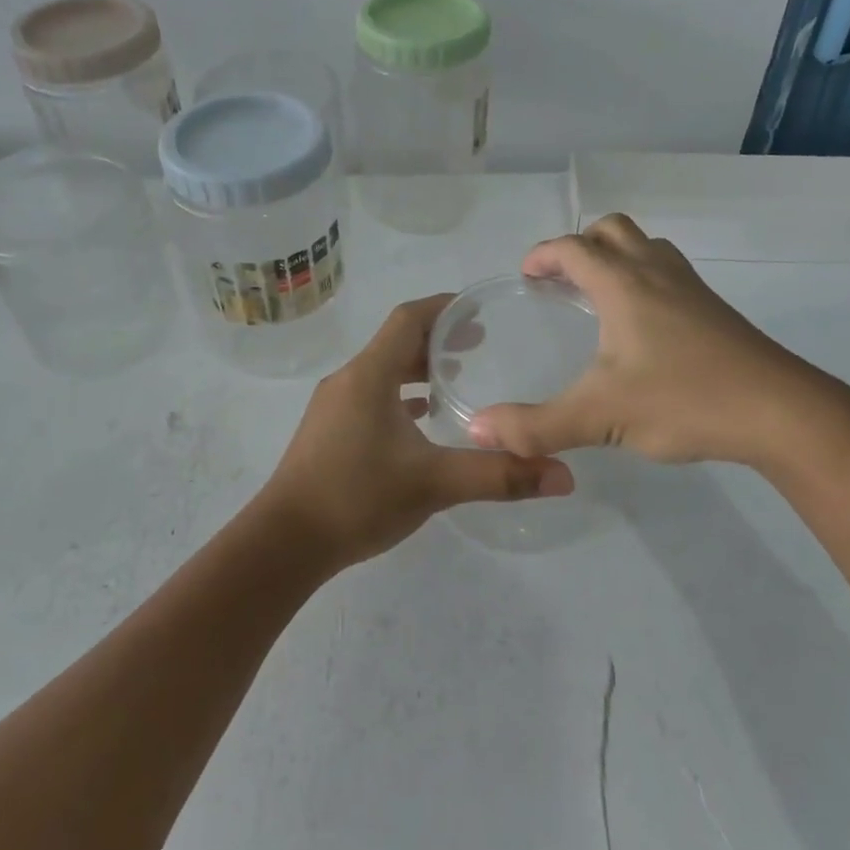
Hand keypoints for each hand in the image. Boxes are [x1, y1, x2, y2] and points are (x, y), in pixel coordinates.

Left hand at [259, 295, 574, 567]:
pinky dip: (398, 396)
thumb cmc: (357, 498)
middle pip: (395, 341)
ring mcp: (334, 406)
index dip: (443, 307)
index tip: (478, 309)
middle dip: (436, 338)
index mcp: (369, 375)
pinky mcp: (328, 431)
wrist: (284, 543)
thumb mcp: (434, 484)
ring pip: (381, 370)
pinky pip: (370, 396)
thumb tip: (564, 475)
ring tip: (454, 377)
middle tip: (479, 344)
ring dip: (416, 367)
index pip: (408, 318)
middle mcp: (348, 380)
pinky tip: (420, 418)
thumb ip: (498, 475)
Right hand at [467, 213, 841, 467]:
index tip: (526, 274)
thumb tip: (478, 430)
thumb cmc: (685, 401)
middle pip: (613, 230)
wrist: (781, 413)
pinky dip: (644, 279)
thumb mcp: (600, 417)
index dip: (543, 254)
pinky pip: (669, 273)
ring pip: (647, 247)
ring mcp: (691, 289)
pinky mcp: (715, 311)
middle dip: (581, 245)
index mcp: (623, 284)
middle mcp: (656, 273)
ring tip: (598, 296)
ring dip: (617, 257)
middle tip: (561, 280)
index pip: (573, 248)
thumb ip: (536, 425)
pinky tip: (642, 328)